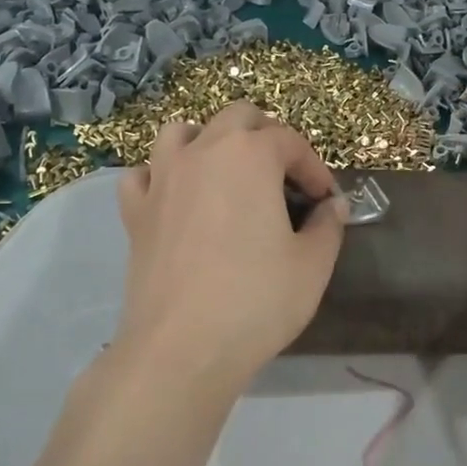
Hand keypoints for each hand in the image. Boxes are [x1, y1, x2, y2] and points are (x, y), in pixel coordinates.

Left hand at [114, 102, 347, 393]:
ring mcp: (161, 179)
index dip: (314, 168)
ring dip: (210, 142)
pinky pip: (144, 174)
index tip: (325, 200)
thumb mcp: (312, 265)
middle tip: (285, 177)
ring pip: (182, 132)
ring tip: (228, 174)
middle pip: (237, 118)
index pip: (289, 141)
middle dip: (267, 137)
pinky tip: (178, 200)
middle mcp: (201, 153)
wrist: (182, 347)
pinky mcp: (135, 212)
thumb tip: (332, 207)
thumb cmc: (257, 301)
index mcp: (249, 156)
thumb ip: (327, 226)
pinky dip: (162, 176)